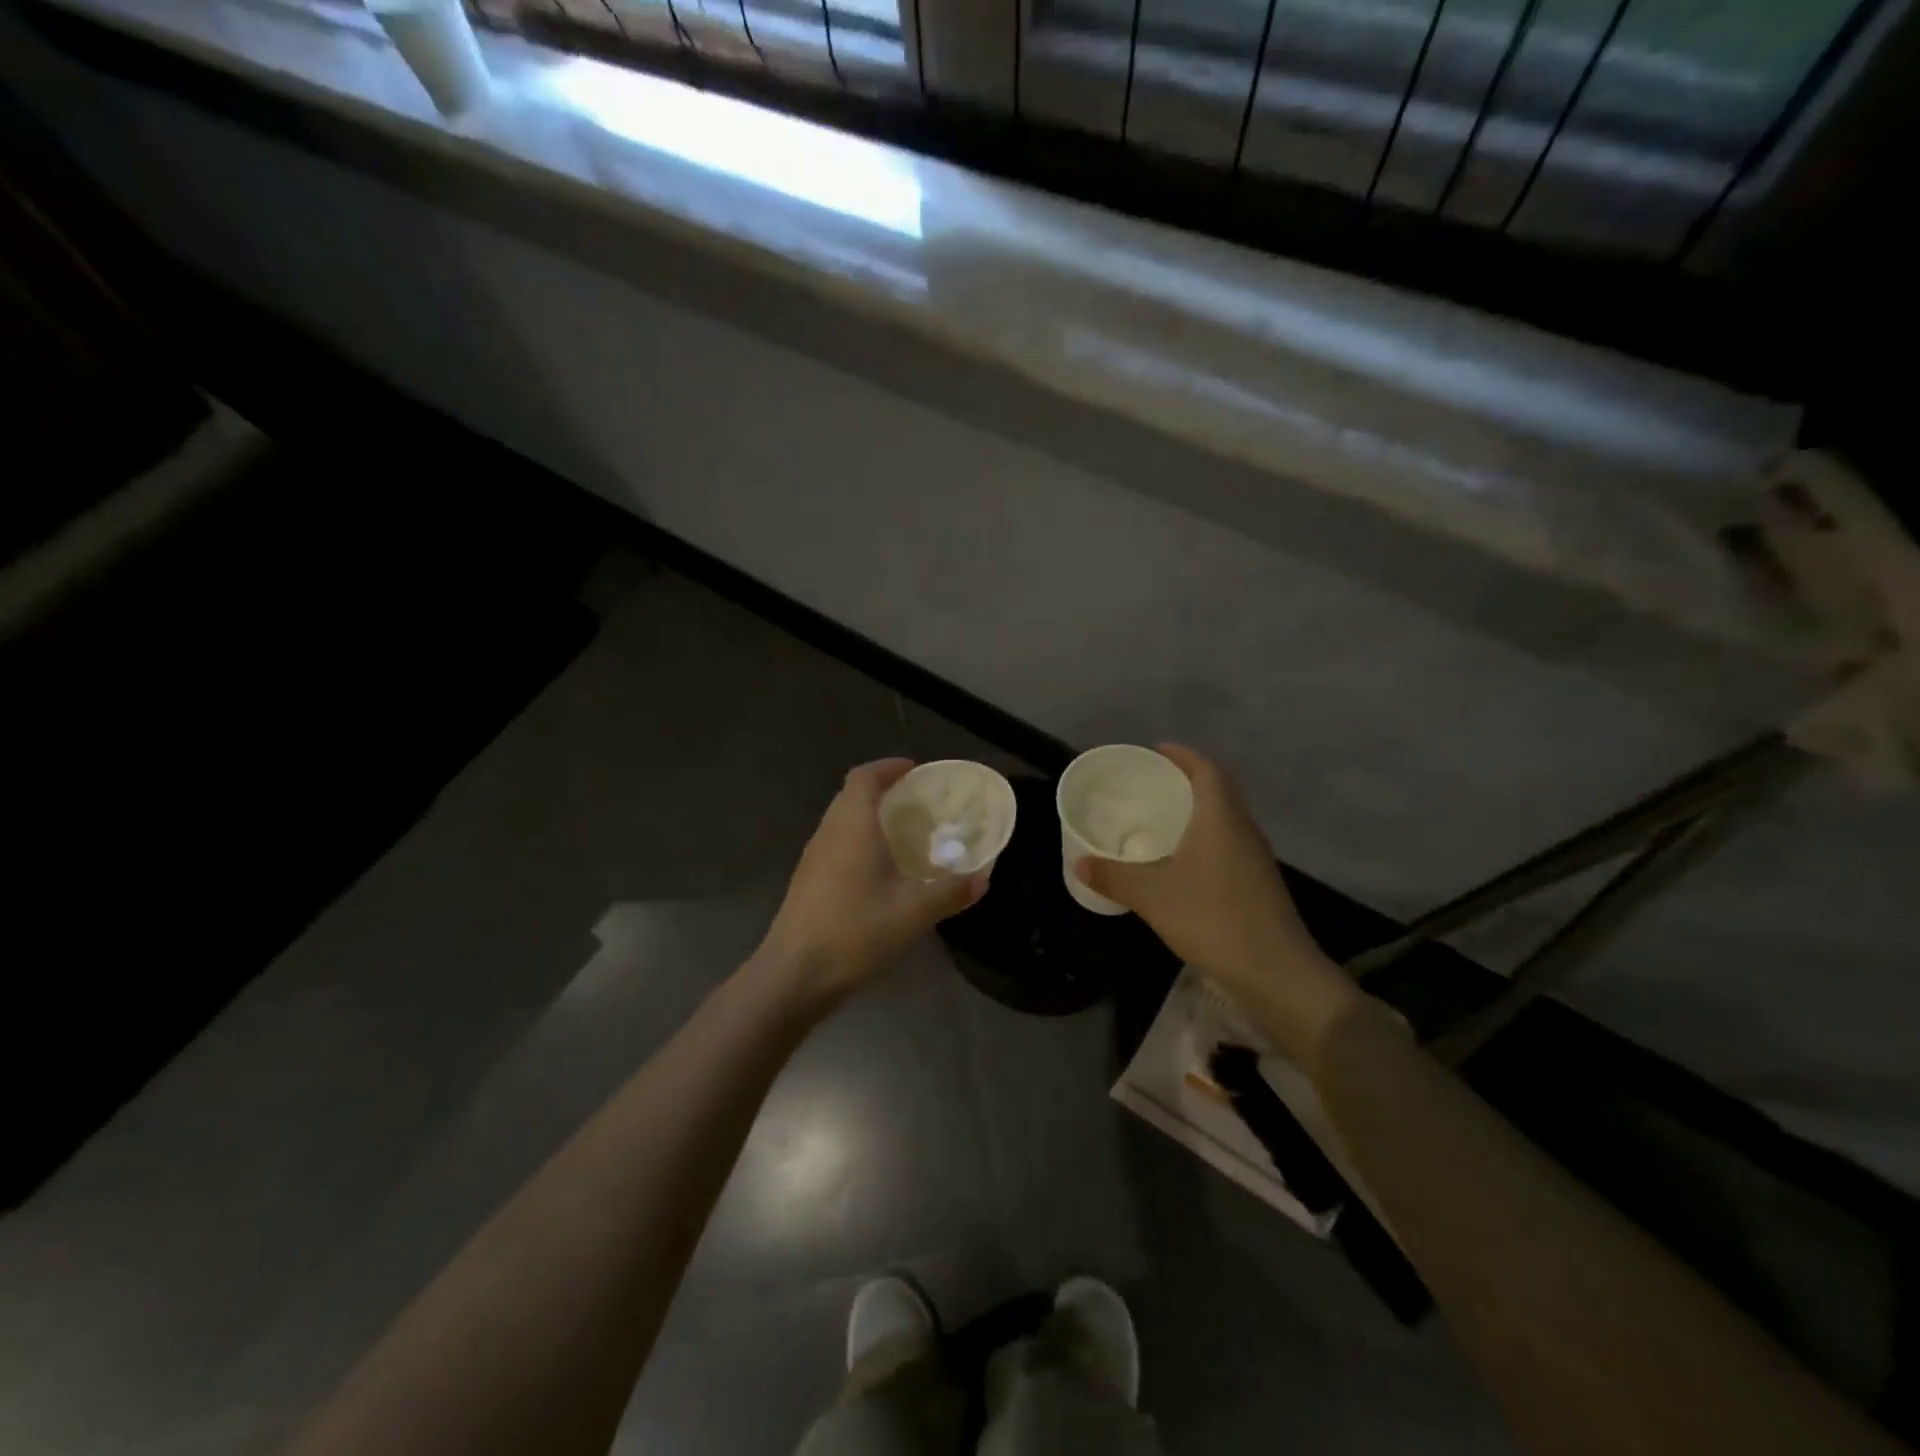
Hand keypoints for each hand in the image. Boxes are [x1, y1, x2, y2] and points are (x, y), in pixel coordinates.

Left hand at [756, 759, 986, 1008]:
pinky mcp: (807, 883)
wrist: (794, 974)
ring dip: (870, 820)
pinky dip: (859, 844)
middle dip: (884, 793)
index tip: (914, 771)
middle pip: (852, 796)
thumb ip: (950, 891)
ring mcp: (813, 858)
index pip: (864, 777)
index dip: (888, 768)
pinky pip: (837, 846)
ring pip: (842, 823)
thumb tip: (981, 879)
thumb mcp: (913, 912)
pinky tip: (880, 874)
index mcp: (852, 825)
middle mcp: (829, 832)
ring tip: (904, 837)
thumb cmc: (855, 930)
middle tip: (918, 805)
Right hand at [1074, 744, 1360, 1064]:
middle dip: (1188, 780)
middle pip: (1219, 789)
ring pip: (1226, 818)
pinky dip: (1206, 839)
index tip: (1157, 751)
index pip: (1207, 769)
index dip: (1183, 755)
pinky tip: (1184, 861)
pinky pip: (1229, 844)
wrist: (1275, 971)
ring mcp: (1255, 858)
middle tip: (1153, 783)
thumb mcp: (1152, 896)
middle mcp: (1243, 829)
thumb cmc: (1212, 918)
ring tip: (1163, 818)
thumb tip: (1079, 863)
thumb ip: (1113, 877)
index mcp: (1220, 817)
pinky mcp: (1259, 883)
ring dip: (1199, 810)